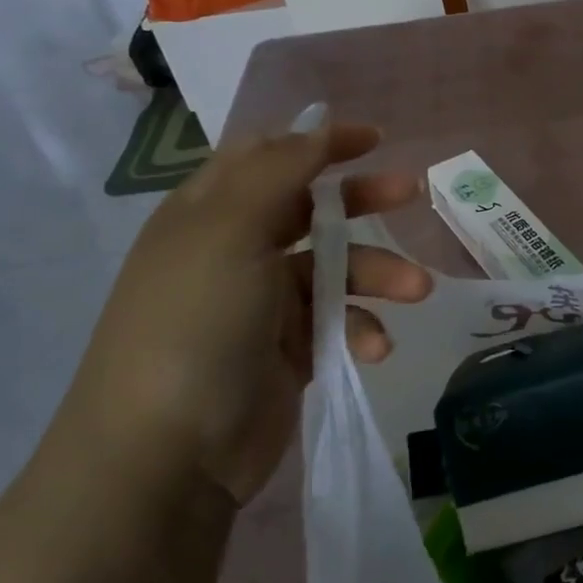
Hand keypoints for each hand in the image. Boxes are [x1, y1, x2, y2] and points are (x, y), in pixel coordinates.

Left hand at [58, 117, 431, 504]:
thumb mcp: (232, 230)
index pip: (268, 156)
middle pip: (311, 207)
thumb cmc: (196, 323)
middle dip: (362, 199)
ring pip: (336, 268)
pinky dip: (360, 328)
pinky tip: (373, 348)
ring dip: (379, 273)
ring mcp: (263, 303)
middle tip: (410, 193)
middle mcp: (237, 250)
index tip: (374, 140)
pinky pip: (338, 321)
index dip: (319, 142)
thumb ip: (280, 171)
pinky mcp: (289, 350)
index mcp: (211, 213)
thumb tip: (316, 127)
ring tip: (416, 289)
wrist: (166, 455)